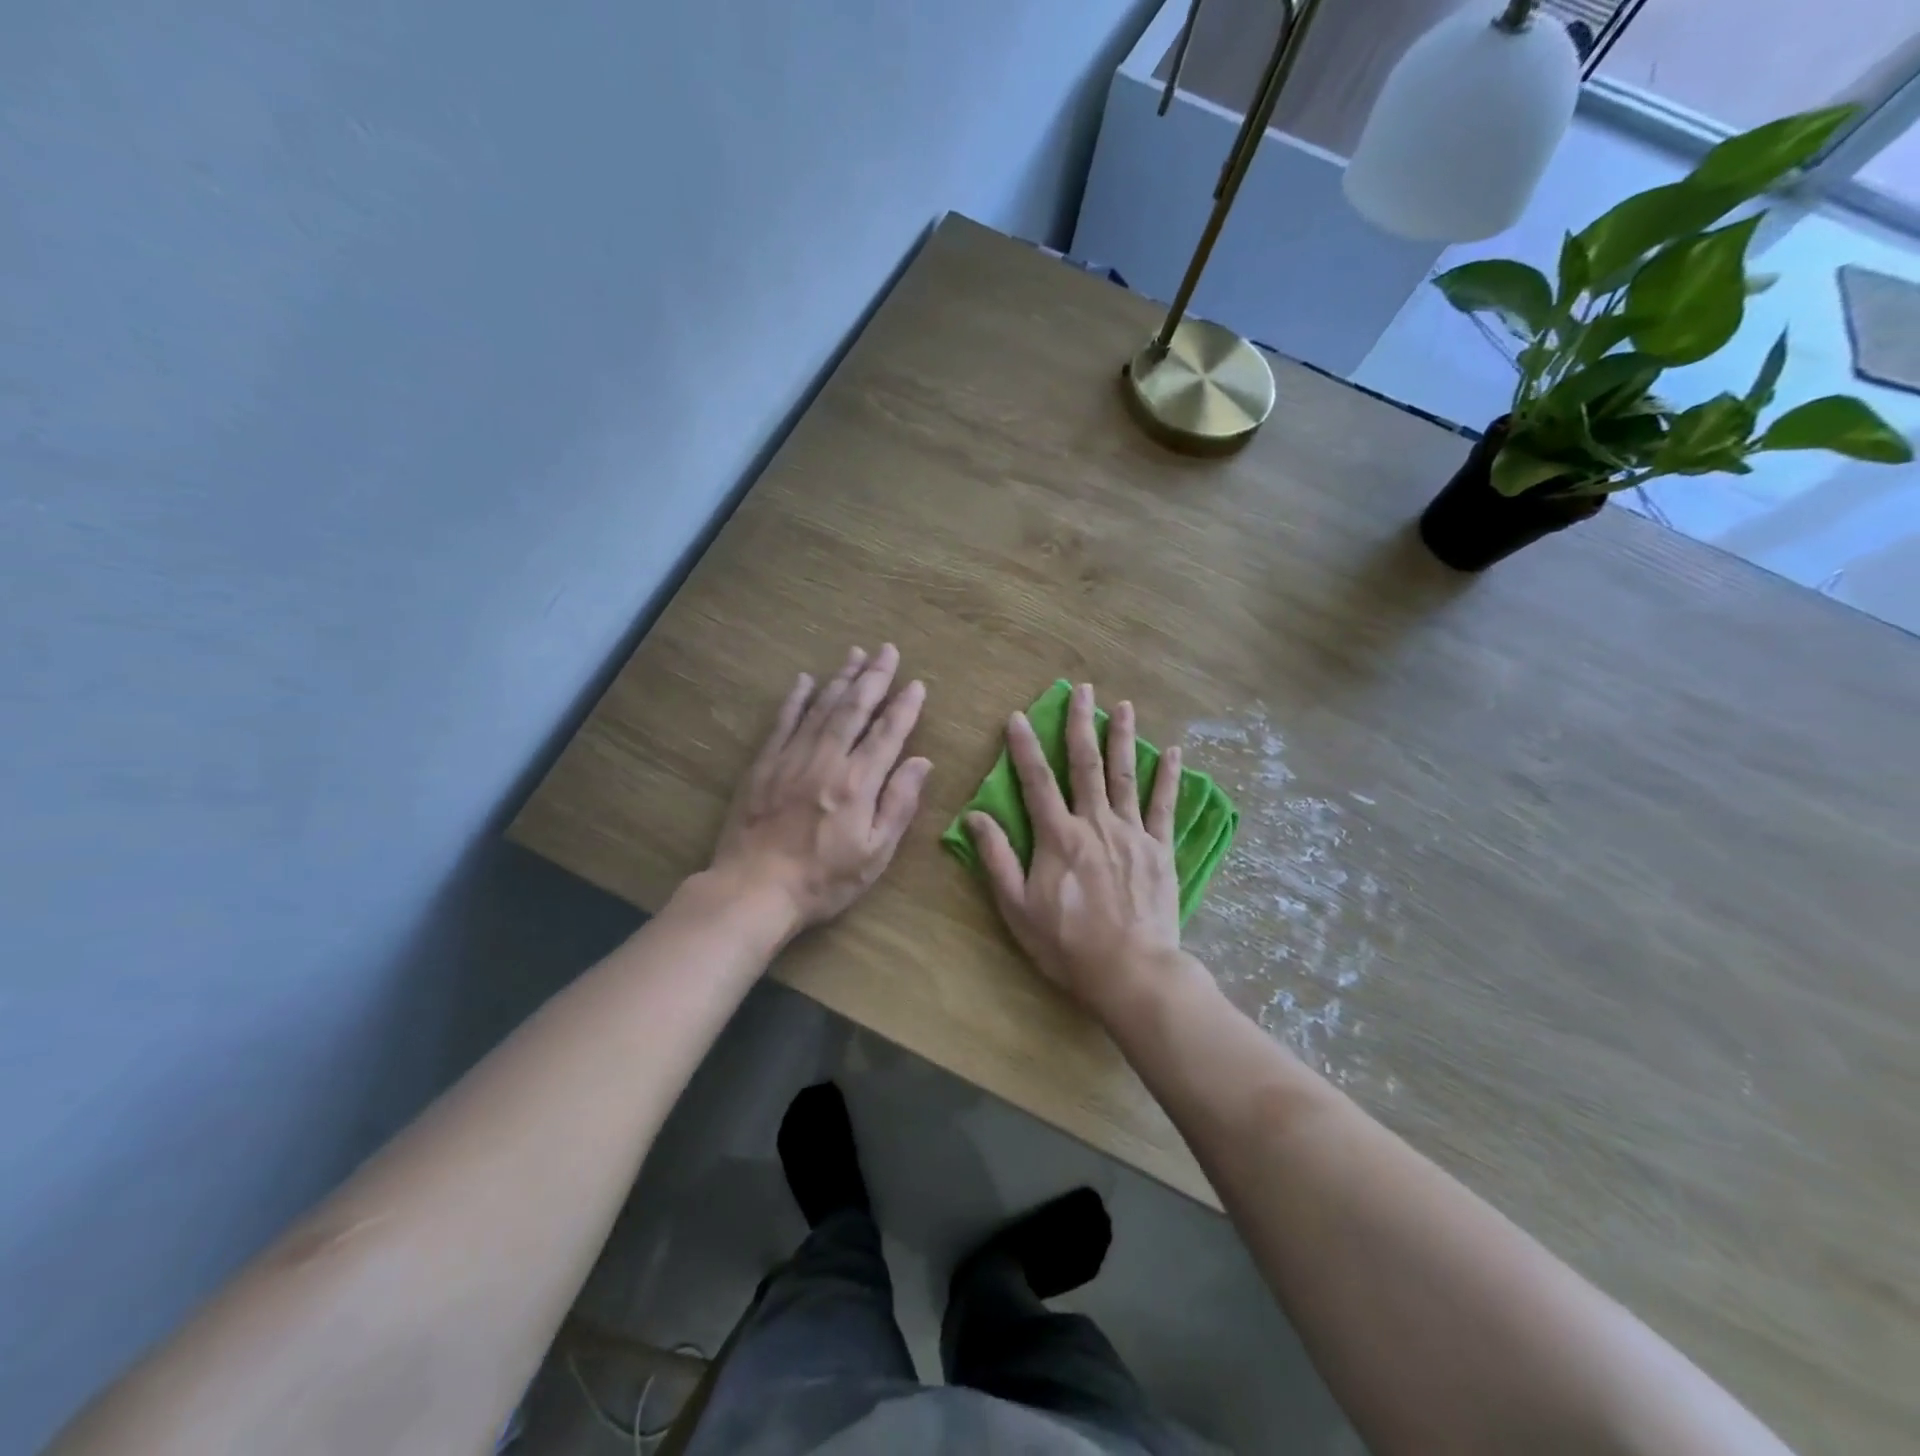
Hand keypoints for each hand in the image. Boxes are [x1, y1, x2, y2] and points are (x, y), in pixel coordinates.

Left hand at [708, 644, 930, 935]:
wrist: (754, 890)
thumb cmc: (823, 880)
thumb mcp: (875, 854)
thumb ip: (899, 804)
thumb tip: (922, 762)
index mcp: (858, 783)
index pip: (887, 734)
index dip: (904, 707)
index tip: (916, 684)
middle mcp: (827, 760)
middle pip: (854, 709)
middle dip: (874, 677)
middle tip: (887, 650)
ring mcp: (792, 758)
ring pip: (821, 708)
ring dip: (840, 679)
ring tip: (856, 654)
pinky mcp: (763, 765)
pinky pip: (783, 722)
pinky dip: (796, 699)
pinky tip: (805, 681)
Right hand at [965, 683, 1183, 1015]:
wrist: (1130, 971)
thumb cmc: (1066, 944)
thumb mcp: (1017, 907)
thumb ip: (997, 858)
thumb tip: (977, 816)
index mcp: (1058, 836)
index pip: (1036, 780)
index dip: (1025, 746)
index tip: (1018, 716)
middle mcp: (1095, 823)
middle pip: (1086, 764)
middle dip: (1081, 724)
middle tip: (1082, 690)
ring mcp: (1132, 833)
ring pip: (1126, 775)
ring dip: (1123, 737)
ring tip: (1123, 705)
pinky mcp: (1160, 849)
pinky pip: (1165, 806)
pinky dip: (1169, 777)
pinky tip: (1173, 751)